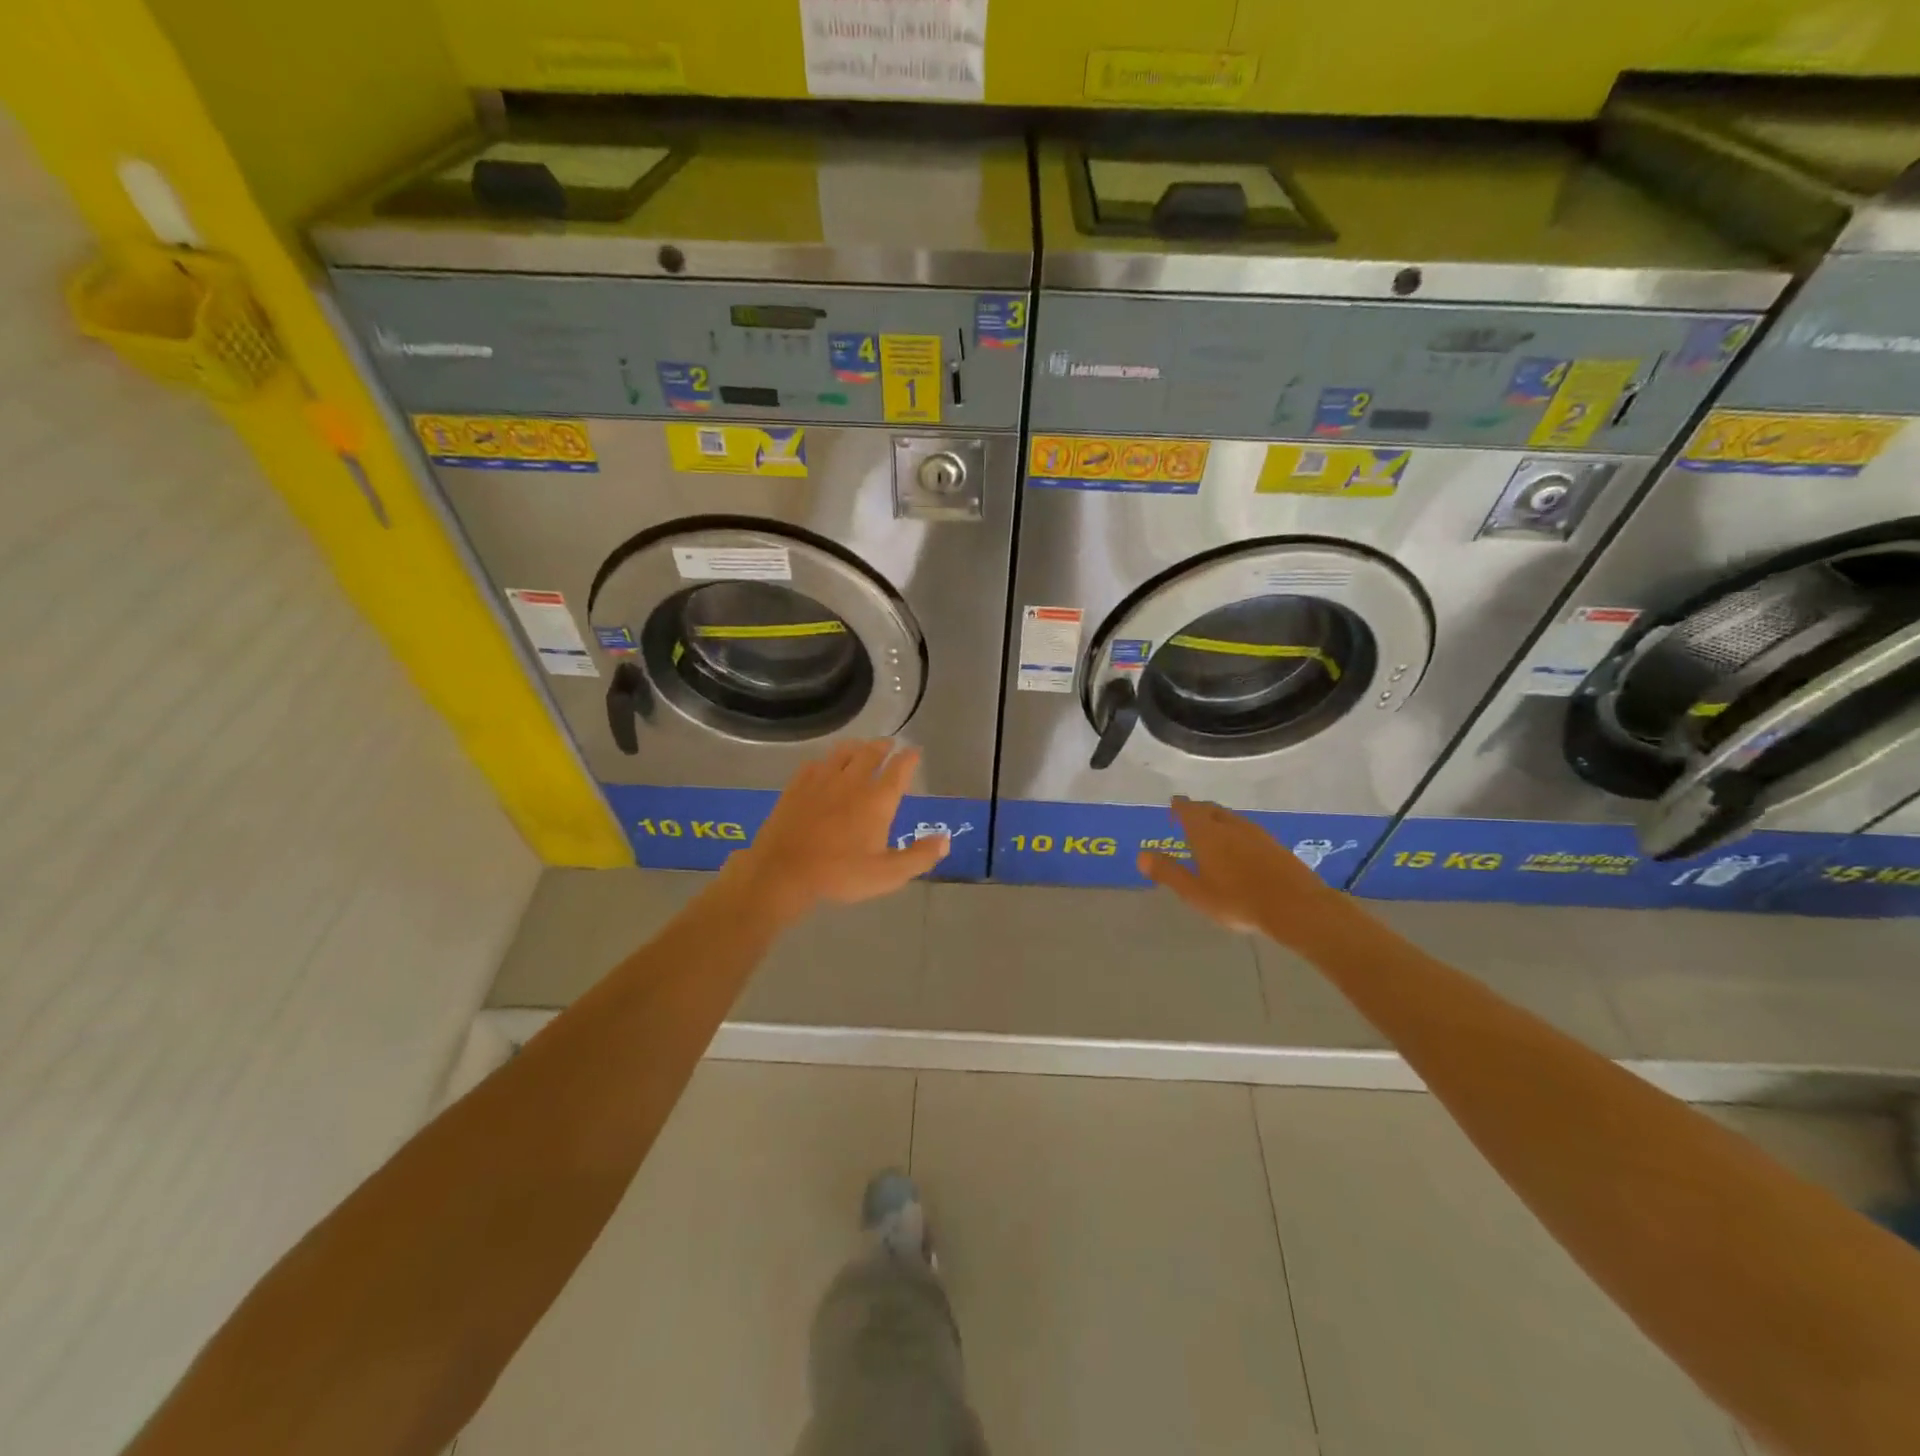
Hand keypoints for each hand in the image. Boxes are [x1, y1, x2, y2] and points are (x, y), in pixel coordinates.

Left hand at [722, 740, 946, 925]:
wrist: (783, 871)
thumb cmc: (839, 874)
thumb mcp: (887, 875)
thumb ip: (919, 856)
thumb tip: (945, 840)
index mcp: (878, 800)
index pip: (899, 769)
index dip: (909, 758)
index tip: (914, 752)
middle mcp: (853, 781)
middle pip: (871, 753)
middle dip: (883, 746)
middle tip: (889, 744)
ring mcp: (822, 780)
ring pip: (843, 752)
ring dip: (856, 747)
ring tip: (861, 748)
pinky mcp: (798, 785)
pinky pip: (816, 763)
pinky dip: (827, 761)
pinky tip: (825, 767)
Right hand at [1137, 796, 1340, 941]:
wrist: (1296, 906)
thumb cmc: (1237, 900)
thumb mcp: (1195, 892)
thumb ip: (1168, 872)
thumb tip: (1141, 856)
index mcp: (1207, 833)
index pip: (1189, 810)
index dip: (1179, 806)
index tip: (1173, 804)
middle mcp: (1230, 826)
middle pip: (1211, 810)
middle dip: (1198, 810)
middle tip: (1189, 815)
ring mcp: (1256, 833)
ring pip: (1231, 818)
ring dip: (1218, 819)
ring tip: (1211, 828)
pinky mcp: (1274, 845)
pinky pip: (1247, 829)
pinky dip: (1236, 831)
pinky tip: (1239, 845)